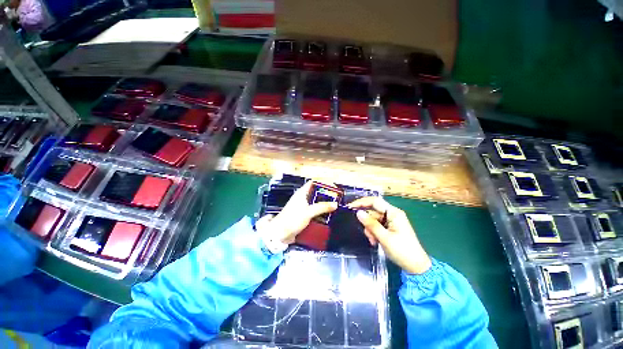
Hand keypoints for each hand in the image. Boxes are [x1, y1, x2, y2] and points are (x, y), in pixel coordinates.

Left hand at [259, 181, 337, 244]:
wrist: (280, 233)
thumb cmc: (293, 219)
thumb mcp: (308, 212)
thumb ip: (322, 207)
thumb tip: (336, 204)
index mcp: (302, 193)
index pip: (313, 183)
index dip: (322, 183)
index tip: (332, 186)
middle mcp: (302, 198)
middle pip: (316, 193)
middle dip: (325, 194)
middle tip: (336, 198)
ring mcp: (302, 207)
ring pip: (315, 202)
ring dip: (323, 204)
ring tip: (334, 206)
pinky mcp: (303, 215)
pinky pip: (314, 211)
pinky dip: (320, 212)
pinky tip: (327, 215)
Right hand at [348, 197, 431, 273]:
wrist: (416, 266)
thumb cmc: (403, 251)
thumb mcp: (384, 238)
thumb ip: (371, 224)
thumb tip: (358, 213)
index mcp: (394, 213)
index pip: (375, 201)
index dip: (361, 202)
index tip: (350, 207)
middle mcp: (392, 214)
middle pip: (373, 212)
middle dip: (367, 223)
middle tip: (367, 235)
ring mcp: (391, 221)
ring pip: (374, 220)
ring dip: (370, 230)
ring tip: (373, 241)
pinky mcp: (390, 228)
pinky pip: (377, 226)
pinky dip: (374, 233)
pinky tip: (375, 242)